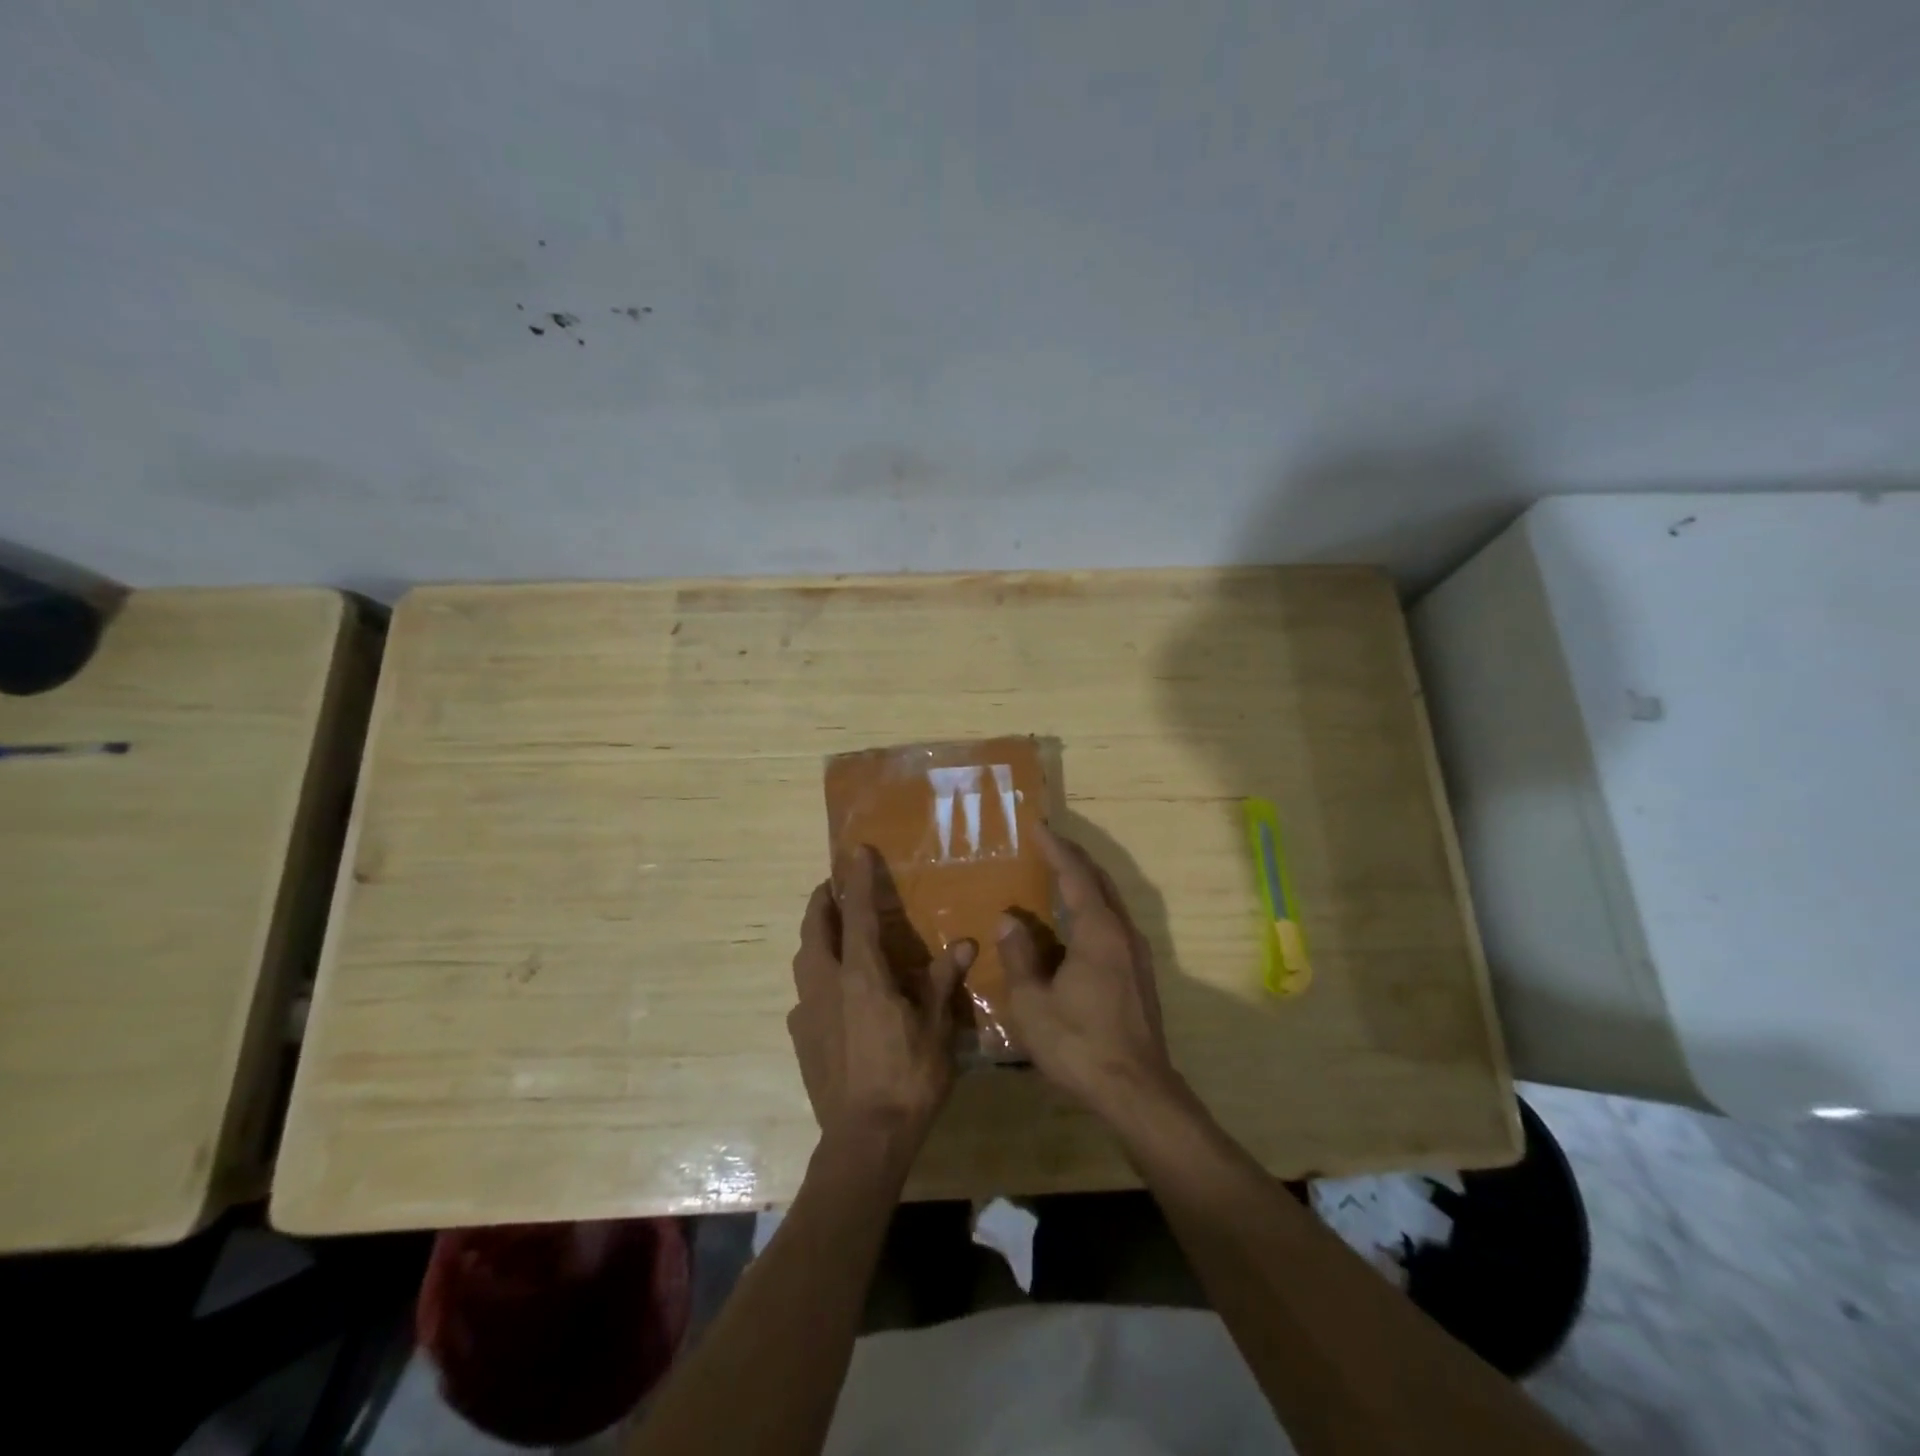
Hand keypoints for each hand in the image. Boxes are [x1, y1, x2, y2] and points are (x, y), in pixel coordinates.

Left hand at [787, 846, 975, 1146]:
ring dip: (815, 936)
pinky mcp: (801, 1038)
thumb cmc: (908, 1078)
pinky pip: (804, 994)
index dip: (858, 879)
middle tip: (834, 886)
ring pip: (804, 960)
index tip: (855, 850)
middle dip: (823, 901)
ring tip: (831, 931)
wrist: (864, 1139)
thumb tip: (966, 943)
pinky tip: (831, 992)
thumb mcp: (937, 1028)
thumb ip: (945, 981)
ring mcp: (808, 1012)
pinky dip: (815, 977)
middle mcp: (828, 984)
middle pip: (816, 929)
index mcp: (862, 975)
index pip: (859, 913)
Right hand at [998, 824, 1175, 1115]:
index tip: (1038, 826)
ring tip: (1058, 875)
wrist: (1136, 1091)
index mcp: (1098, 931)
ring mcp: (1136, 954)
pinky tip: (1075, 923)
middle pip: (1099, 881)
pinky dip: (1092, 908)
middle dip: (1074, 858)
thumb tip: (1009, 921)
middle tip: (1048, 842)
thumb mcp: (1033, 1004)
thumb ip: (1020, 957)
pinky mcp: (1140, 974)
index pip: (1075, 875)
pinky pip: (1113, 924)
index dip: (1056, 848)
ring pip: (1110, 902)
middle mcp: (1123, 933)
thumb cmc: (1079, 1044)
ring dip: (1085, 883)